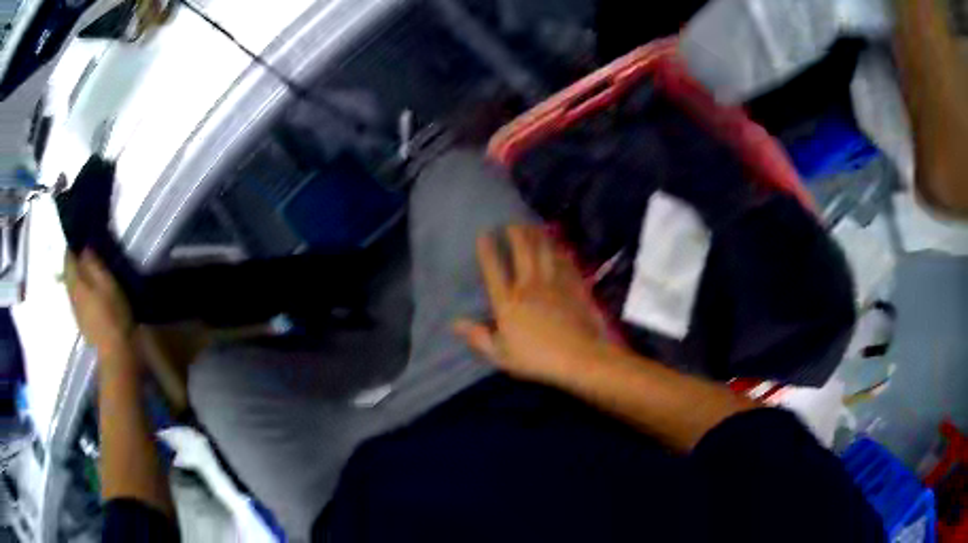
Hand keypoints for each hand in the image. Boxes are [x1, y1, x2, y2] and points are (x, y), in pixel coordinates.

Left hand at [65, 250, 133, 359]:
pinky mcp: (83, 325)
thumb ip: (94, 265)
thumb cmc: (114, 316)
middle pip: (67, 275)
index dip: (72, 247)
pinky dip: (80, 292)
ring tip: (86, 271)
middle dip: (72, 262)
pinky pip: (77, 301)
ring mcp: (77, 313)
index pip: (68, 260)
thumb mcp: (108, 284)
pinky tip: (89, 294)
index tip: (78, 237)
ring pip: (72, 289)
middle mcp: (72, 297)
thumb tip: (84, 248)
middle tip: (82, 252)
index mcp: (77, 284)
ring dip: (76, 278)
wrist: (117, 356)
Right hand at [454, 225, 612, 383]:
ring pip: (545, 252)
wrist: (578, 356)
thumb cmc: (537, 359)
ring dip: (538, 236)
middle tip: (512, 223)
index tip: (484, 234)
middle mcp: (529, 286)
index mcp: (508, 303)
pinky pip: (565, 262)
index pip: (494, 271)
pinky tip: (559, 245)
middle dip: (515, 235)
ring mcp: (554, 284)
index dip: (488, 251)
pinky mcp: (574, 286)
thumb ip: (478, 337)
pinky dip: (560, 251)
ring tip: (533, 225)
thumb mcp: (501, 354)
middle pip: (522, 253)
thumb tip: (454, 323)